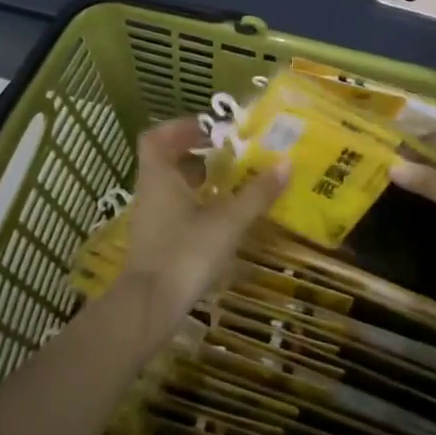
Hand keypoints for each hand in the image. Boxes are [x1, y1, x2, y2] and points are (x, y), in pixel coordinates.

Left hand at [115, 117, 286, 335]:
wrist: (149, 307)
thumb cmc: (185, 253)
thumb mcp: (227, 222)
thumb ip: (256, 194)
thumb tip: (286, 163)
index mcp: (159, 177)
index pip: (156, 137)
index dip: (180, 127)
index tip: (209, 129)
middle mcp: (150, 193)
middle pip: (166, 161)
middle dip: (196, 154)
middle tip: (228, 154)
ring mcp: (150, 220)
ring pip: (171, 187)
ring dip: (198, 180)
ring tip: (231, 183)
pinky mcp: (156, 243)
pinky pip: (174, 210)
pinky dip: (195, 205)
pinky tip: (220, 218)